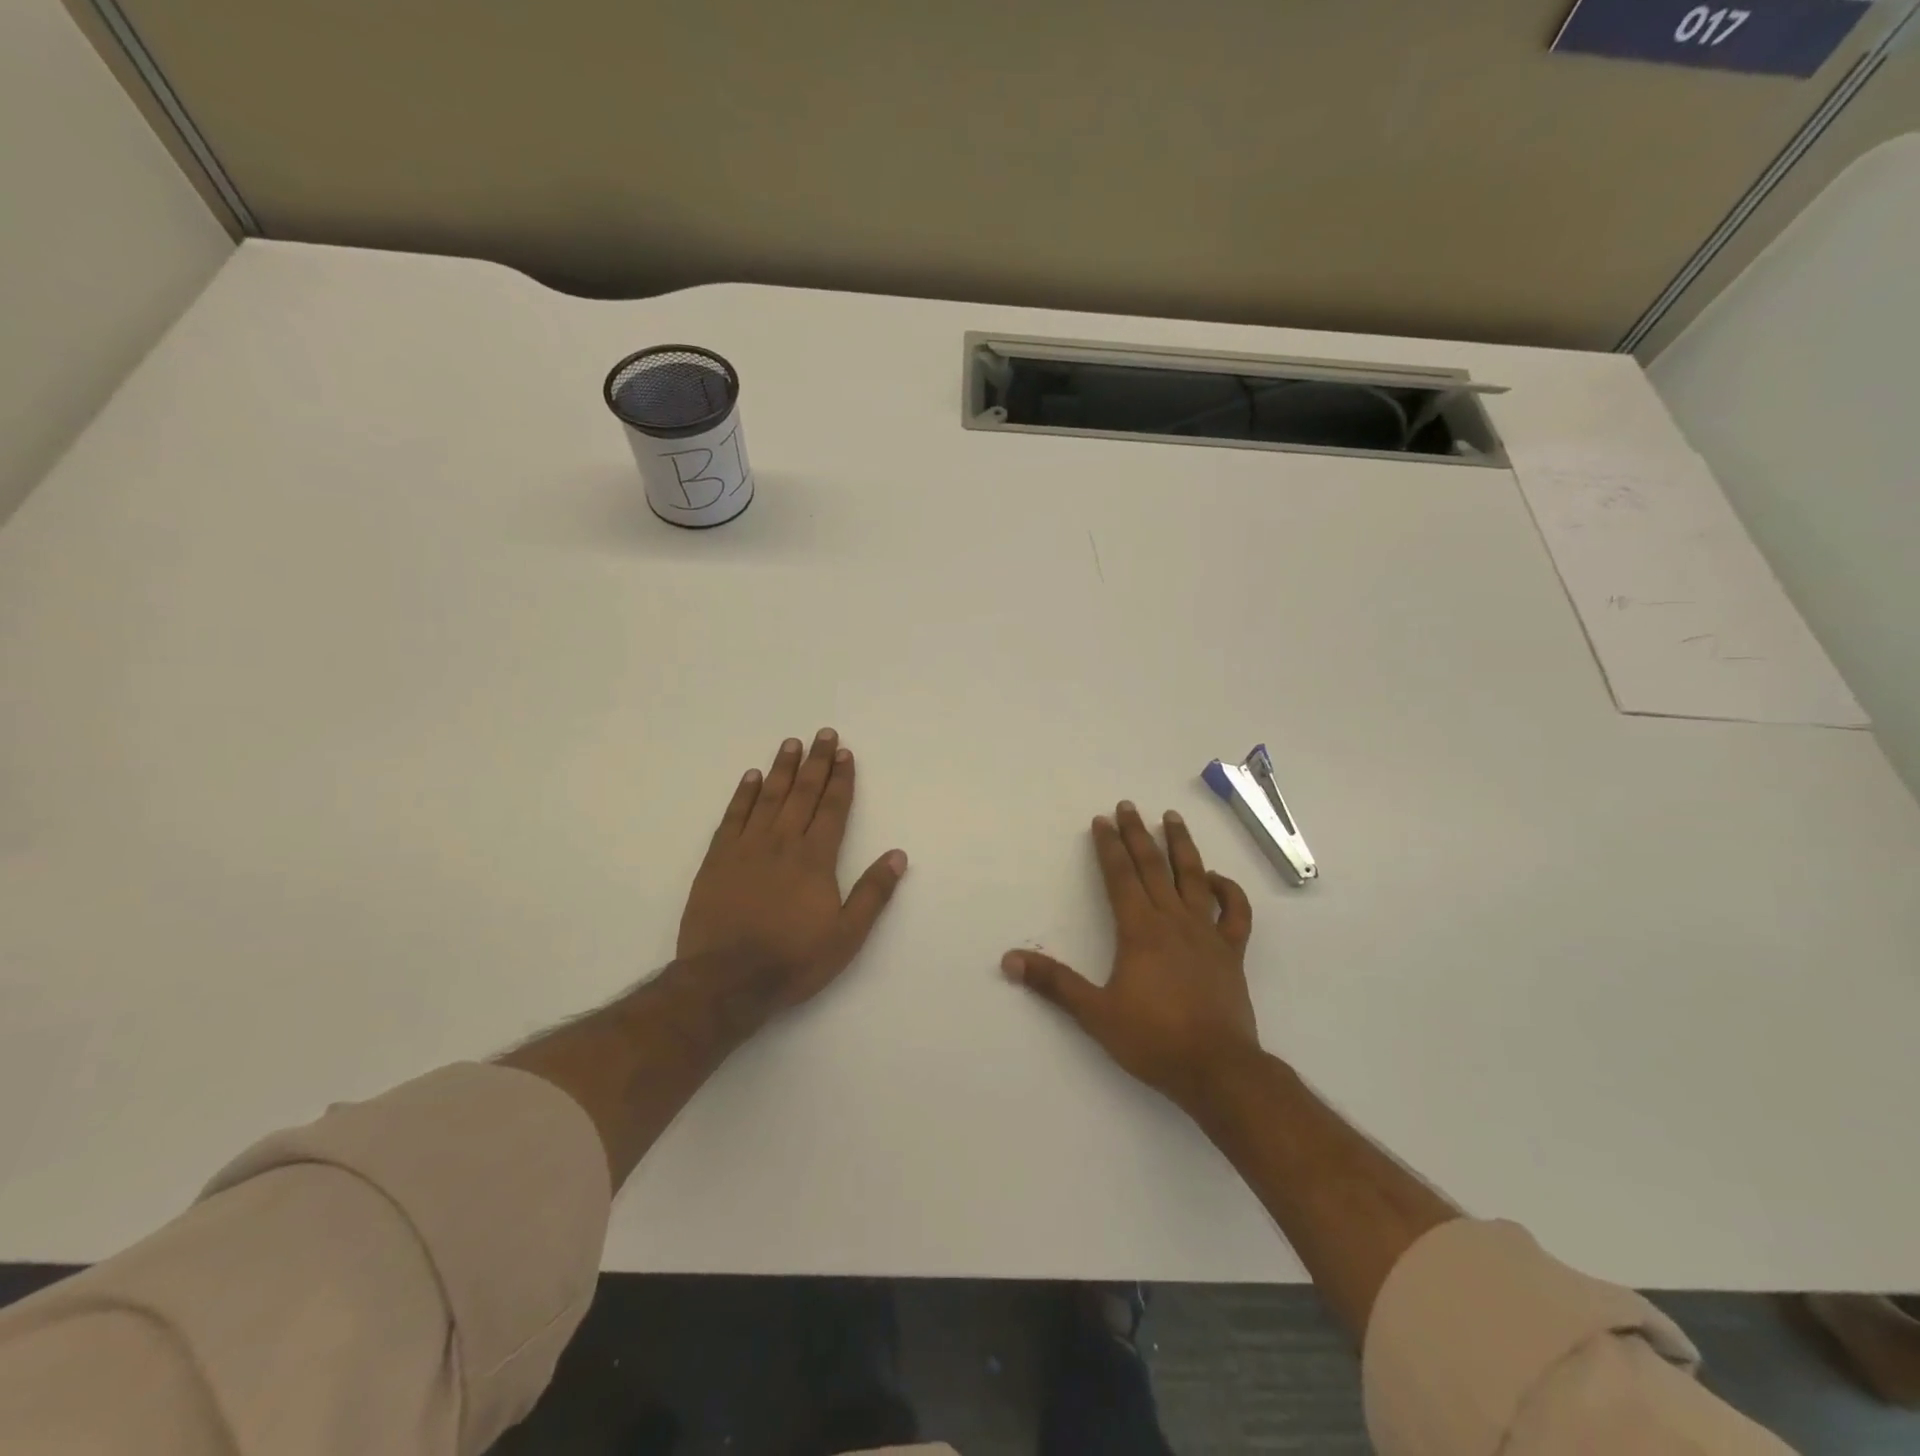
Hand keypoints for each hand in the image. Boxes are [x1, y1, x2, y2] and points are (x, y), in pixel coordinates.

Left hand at [679, 729, 908, 1015]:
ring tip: (791, 743)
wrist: (726, 980)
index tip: (845, 753)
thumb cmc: (793, 960)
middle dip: (816, 762)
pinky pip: (733, 816)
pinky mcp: (718, 859)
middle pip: (802, 793)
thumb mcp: (846, 936)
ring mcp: (746, 848)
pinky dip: (743, 794)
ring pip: (768, 797)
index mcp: (815, 859)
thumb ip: (872, 893)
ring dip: (781, 769)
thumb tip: (898, 855)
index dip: (841, 779)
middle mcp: (782, 843)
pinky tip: (751, 777)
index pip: (832, 808)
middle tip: (823, 734)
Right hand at [1002, 801, 1257, 1115]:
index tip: (1102, 821)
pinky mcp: (1231, 952)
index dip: (1109, 847)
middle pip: (1153, 867)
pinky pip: (1235, 913)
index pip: (1120, 876)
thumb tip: (1010, 960)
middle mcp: (1173, 921)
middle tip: (1128, 806)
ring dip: (1181, 846)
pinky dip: (1228, 890)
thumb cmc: (1153, 1039)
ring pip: (1194, 877)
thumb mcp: (1095, 1013)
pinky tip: (1216, 878)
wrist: (1217, 1069)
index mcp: (1139, 930)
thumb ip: (1054, 983)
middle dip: (1137, 834)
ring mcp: (1206, 934)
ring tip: (1172, 818)